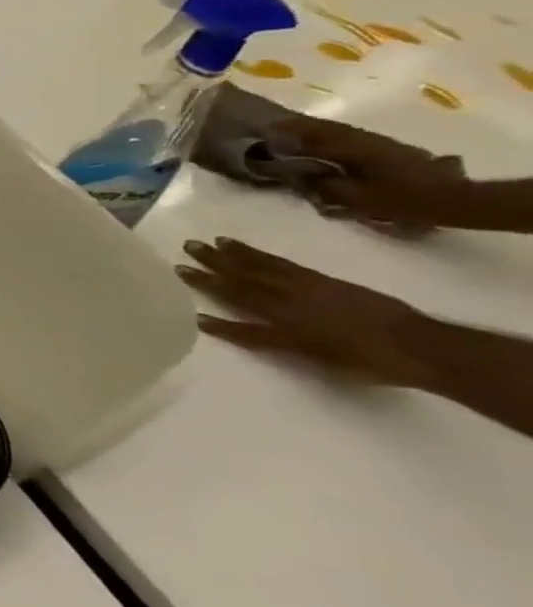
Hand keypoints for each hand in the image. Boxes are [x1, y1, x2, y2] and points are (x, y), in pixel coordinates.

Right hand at [177, 238, 433, 386]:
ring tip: (208, 242)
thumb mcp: (324, 363)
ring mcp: (306, 288)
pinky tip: (245, 248)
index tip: (190, 314)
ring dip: (231, 255)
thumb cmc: (373, 364)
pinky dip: (259, 254)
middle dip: (212, 270)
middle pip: (244, 286)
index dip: (218, 322)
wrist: (421, 345)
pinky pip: (281, 263)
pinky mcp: (320, 279)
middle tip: (185, 251)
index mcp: (289, 330)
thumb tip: (251, 335)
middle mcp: (290, 305)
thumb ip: (282, 345)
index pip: (244, 327)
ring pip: (260, 269)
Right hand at [267, 116, 467, 229]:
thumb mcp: (356, 198)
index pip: (311, 137)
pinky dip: (330, 135)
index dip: (286, 134)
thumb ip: (323, 185)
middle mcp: (363, 139)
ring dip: (314, 129)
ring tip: (292, 131)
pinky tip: (324, 142)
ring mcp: (378, 142)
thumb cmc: (401, 200)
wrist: (452, 199)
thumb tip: (299, 175)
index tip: (263, 132)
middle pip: (324, 128)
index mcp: (352, 149)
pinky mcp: (387, 147)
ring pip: (337, 130)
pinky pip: (349, 136)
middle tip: (272, 127)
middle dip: (297, 126)